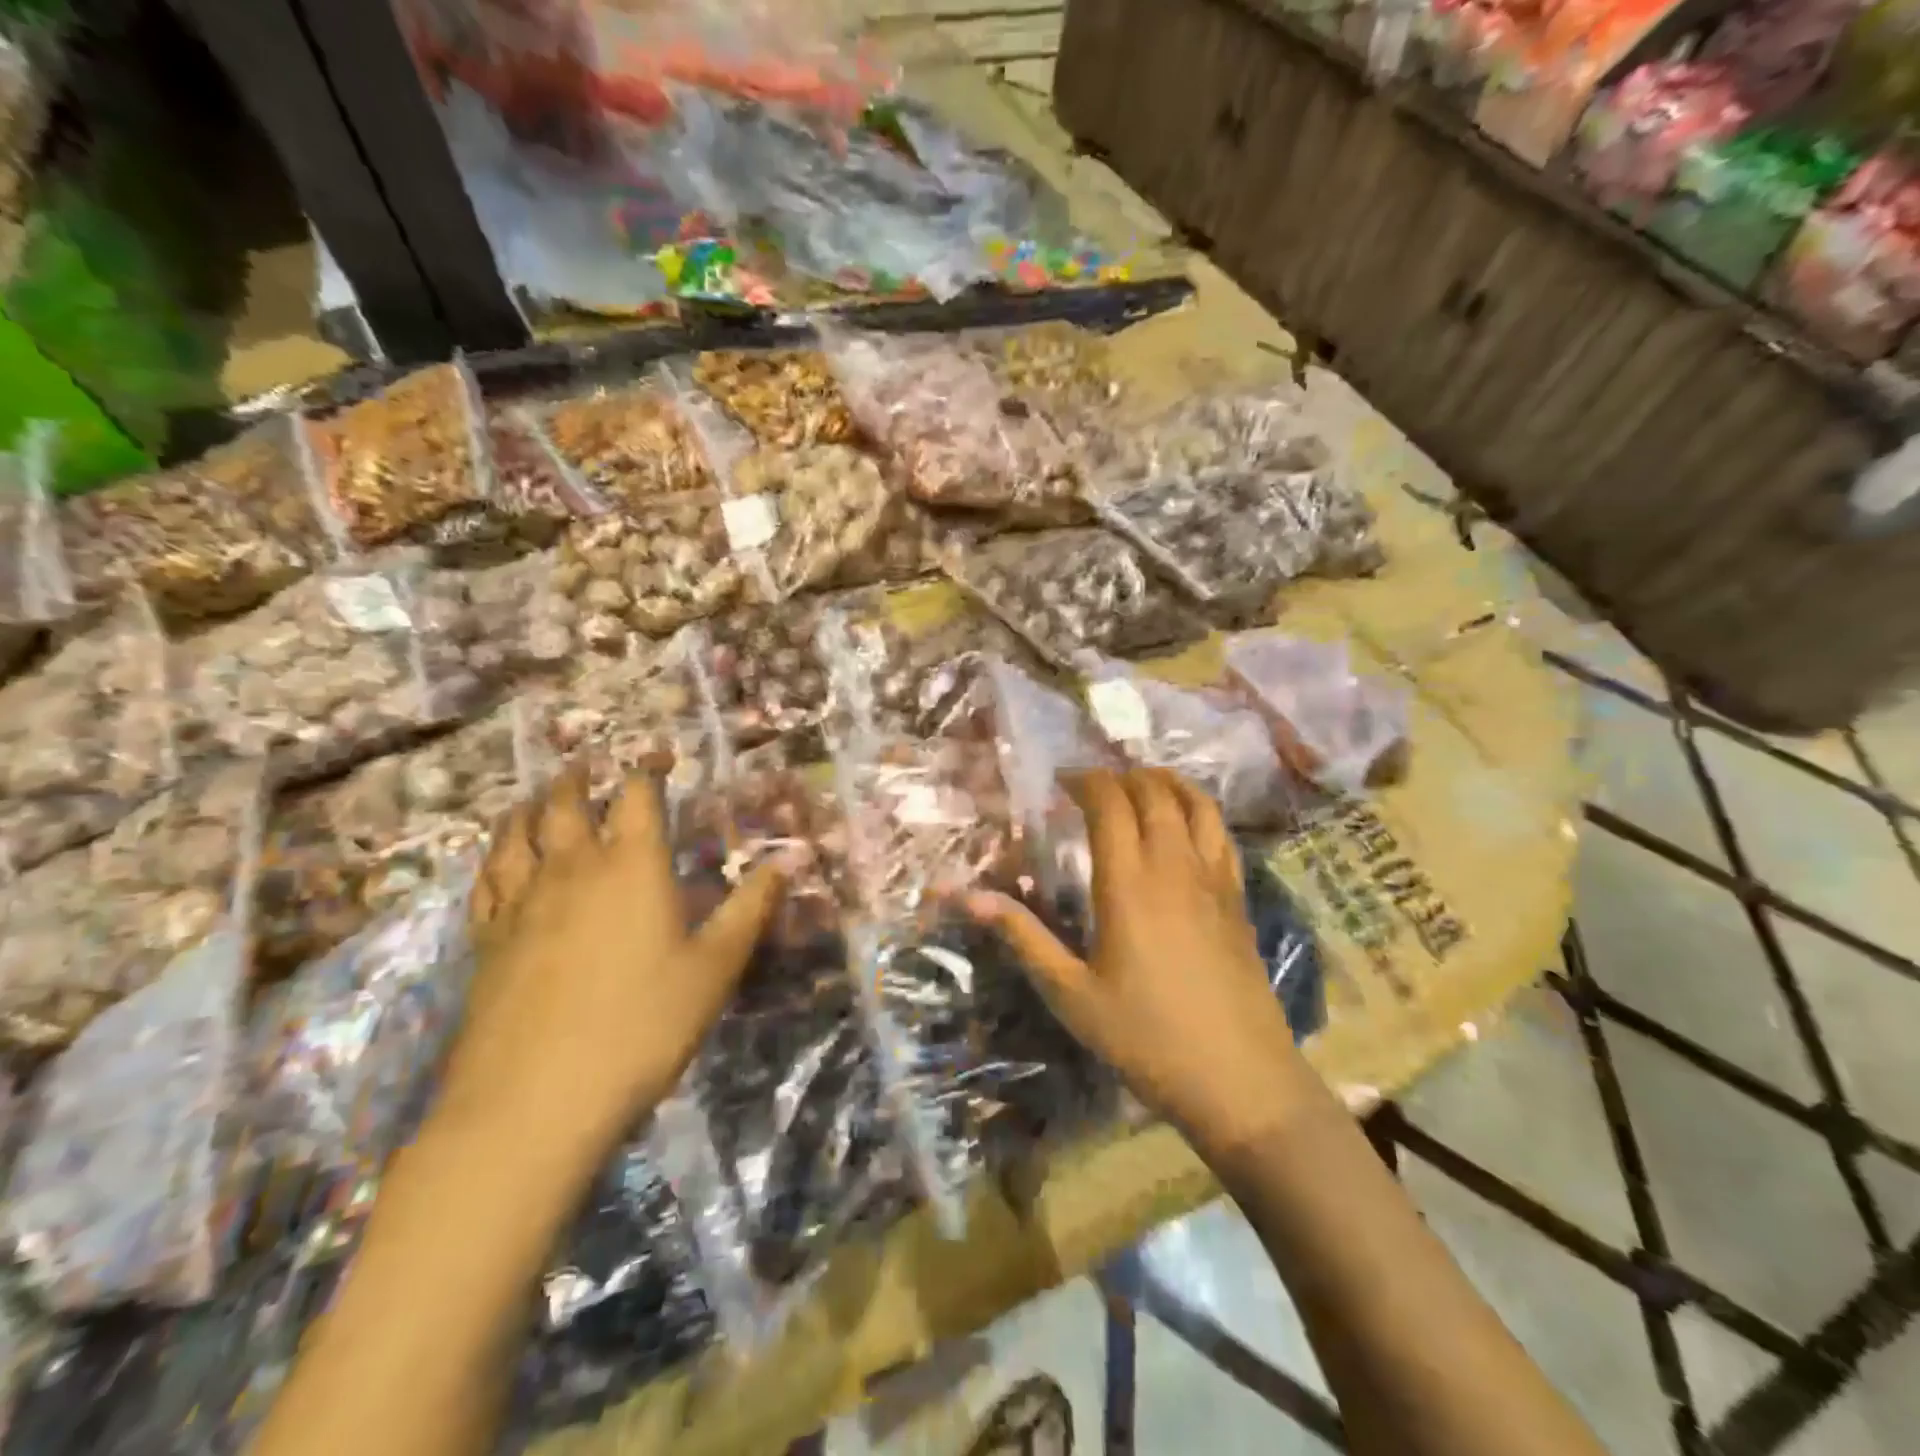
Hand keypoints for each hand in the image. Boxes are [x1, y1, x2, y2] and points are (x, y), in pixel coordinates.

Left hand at [441, 765, 785, 1162]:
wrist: (535, 1101)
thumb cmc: (642, 1026)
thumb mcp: (715, 968)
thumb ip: (750, 909)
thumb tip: (784, 863)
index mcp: (632, 866)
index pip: (636, 795)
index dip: (647, 767)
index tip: (658, 754)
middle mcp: (572, 869)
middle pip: (565, 805)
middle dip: (579, 778)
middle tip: (588, 764)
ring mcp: (520, 904)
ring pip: (515, 837)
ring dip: (528, 808)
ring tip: (535, 798)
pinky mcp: (485, 943)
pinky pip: (485, 883)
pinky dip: (494, 859)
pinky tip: (497, 863)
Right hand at [972, 767, 1305, 1153]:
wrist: (1239, 1079)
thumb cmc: (1144, 1037)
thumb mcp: (1070, 993)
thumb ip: (1022, 936)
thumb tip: (967, 896)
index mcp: (1128, 882)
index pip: (1109, 802)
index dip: (1085, 780)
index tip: (1061, 782)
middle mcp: (1173, 865)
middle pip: (1152, 792)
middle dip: (1119, 776)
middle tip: (1091, 786)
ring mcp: (1213, 879)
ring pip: (1193, 802)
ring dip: (1163, 781)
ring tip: (1138, 783)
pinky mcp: (1237, 897)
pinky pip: (1221, 832)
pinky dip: (1198, 808)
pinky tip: (1185, 821)